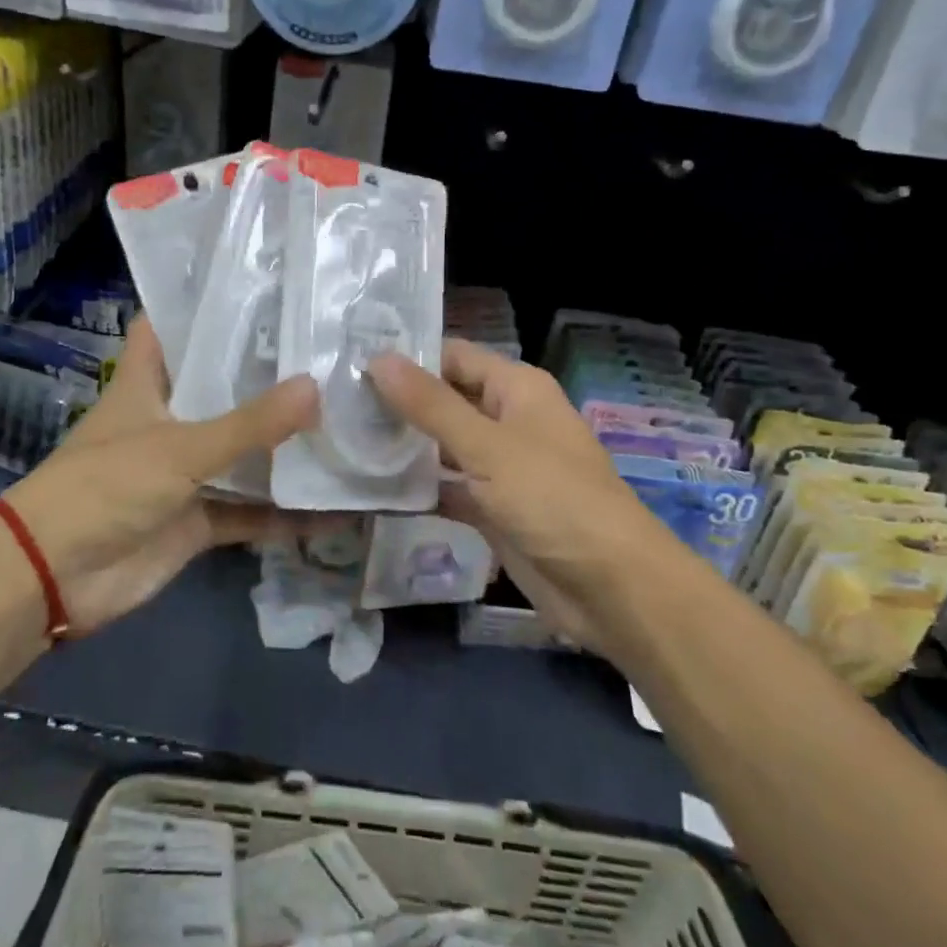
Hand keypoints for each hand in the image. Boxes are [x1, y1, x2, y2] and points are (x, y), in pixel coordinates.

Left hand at [3, 315, 319, 634]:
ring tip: (348, 417)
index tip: (261, 289)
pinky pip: (250, 511)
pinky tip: (336, 507)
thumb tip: (315, 387)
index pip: (171, 327)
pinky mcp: (197, 518)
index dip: (205, 306)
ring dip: (283, 446)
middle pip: (220, 388)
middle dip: (267, 376)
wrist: (56, 576)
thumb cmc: (107, 487)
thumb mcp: (180, 448)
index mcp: (147, 383)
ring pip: (241, 451)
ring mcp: (184, 471)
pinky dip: (285, 513)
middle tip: (328, 350)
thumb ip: (249, 424)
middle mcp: (168, 420)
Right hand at [369, 339, 656, 648]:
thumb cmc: (553, 499)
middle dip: (397, 403)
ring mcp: (500, 467)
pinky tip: (370, 488)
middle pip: (445, 400)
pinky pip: (447, 489)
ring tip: (341, 439)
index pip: (453, 357)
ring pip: (442, 446)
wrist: (612, 589)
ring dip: (403, 446)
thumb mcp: (487, 446)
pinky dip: (418, 489)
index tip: (351, 363)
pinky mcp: (493, 510)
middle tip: (334, 403)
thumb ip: (430, 404)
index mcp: (517, 389)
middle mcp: (508, 420)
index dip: (407, 357)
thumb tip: (378, 358)